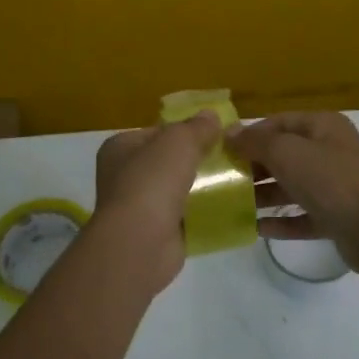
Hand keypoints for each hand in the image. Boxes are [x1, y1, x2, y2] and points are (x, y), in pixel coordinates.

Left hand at [91, 110, 222, 293]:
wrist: (140, 242)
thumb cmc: (152, 182)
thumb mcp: (178, 142)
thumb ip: (196, 127)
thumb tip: (211, 115)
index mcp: (120, 148)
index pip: (157, 131)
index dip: (187, 129)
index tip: (218, 132)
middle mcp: (125, 176)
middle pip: (169, 161)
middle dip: (198, 159)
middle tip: (233, 156)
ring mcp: (140, 206)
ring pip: (179, 189)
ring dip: (203, 186)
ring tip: (238, 179)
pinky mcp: (157, 232)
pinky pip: (186, 216)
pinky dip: (204, 213)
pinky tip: (229, 207)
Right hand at [225, 111, 358, 277]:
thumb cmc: (332, 181)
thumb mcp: (288, 152)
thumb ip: (256, 142)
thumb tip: (230, 133)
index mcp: (323, 127)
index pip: (278, 122)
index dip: (250, 134)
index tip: (220, 150)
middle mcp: (330, 152)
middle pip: (283, 155)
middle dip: (252, 166)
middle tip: (221, 180)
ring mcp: (335, 187)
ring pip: (291, 187)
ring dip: (262, 195)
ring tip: (230, 205)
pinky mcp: (336, 218)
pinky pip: (301, 216)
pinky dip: (280, 222)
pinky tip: (254, 229)